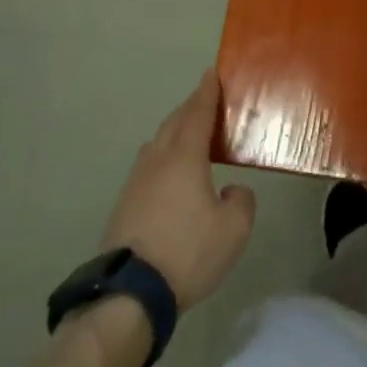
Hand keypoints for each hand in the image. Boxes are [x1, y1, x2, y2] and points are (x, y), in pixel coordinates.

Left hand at [99, 70, 255, 309]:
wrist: (129, 293)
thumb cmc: (188, 252)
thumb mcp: (234, 229)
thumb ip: (241, 200)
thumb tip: (231, 190)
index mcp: (184, 157)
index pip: (197, 114)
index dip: (206, 92)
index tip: (211, 73)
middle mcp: (157, 161)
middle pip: (174, 123)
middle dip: (190, 107)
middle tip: (205, 98)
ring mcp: (136, 182)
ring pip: (157, 144)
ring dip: (175, 131)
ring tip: (189, 133)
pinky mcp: (124, 205)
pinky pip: (149, 165)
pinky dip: (164, 156)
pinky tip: (171, 171)